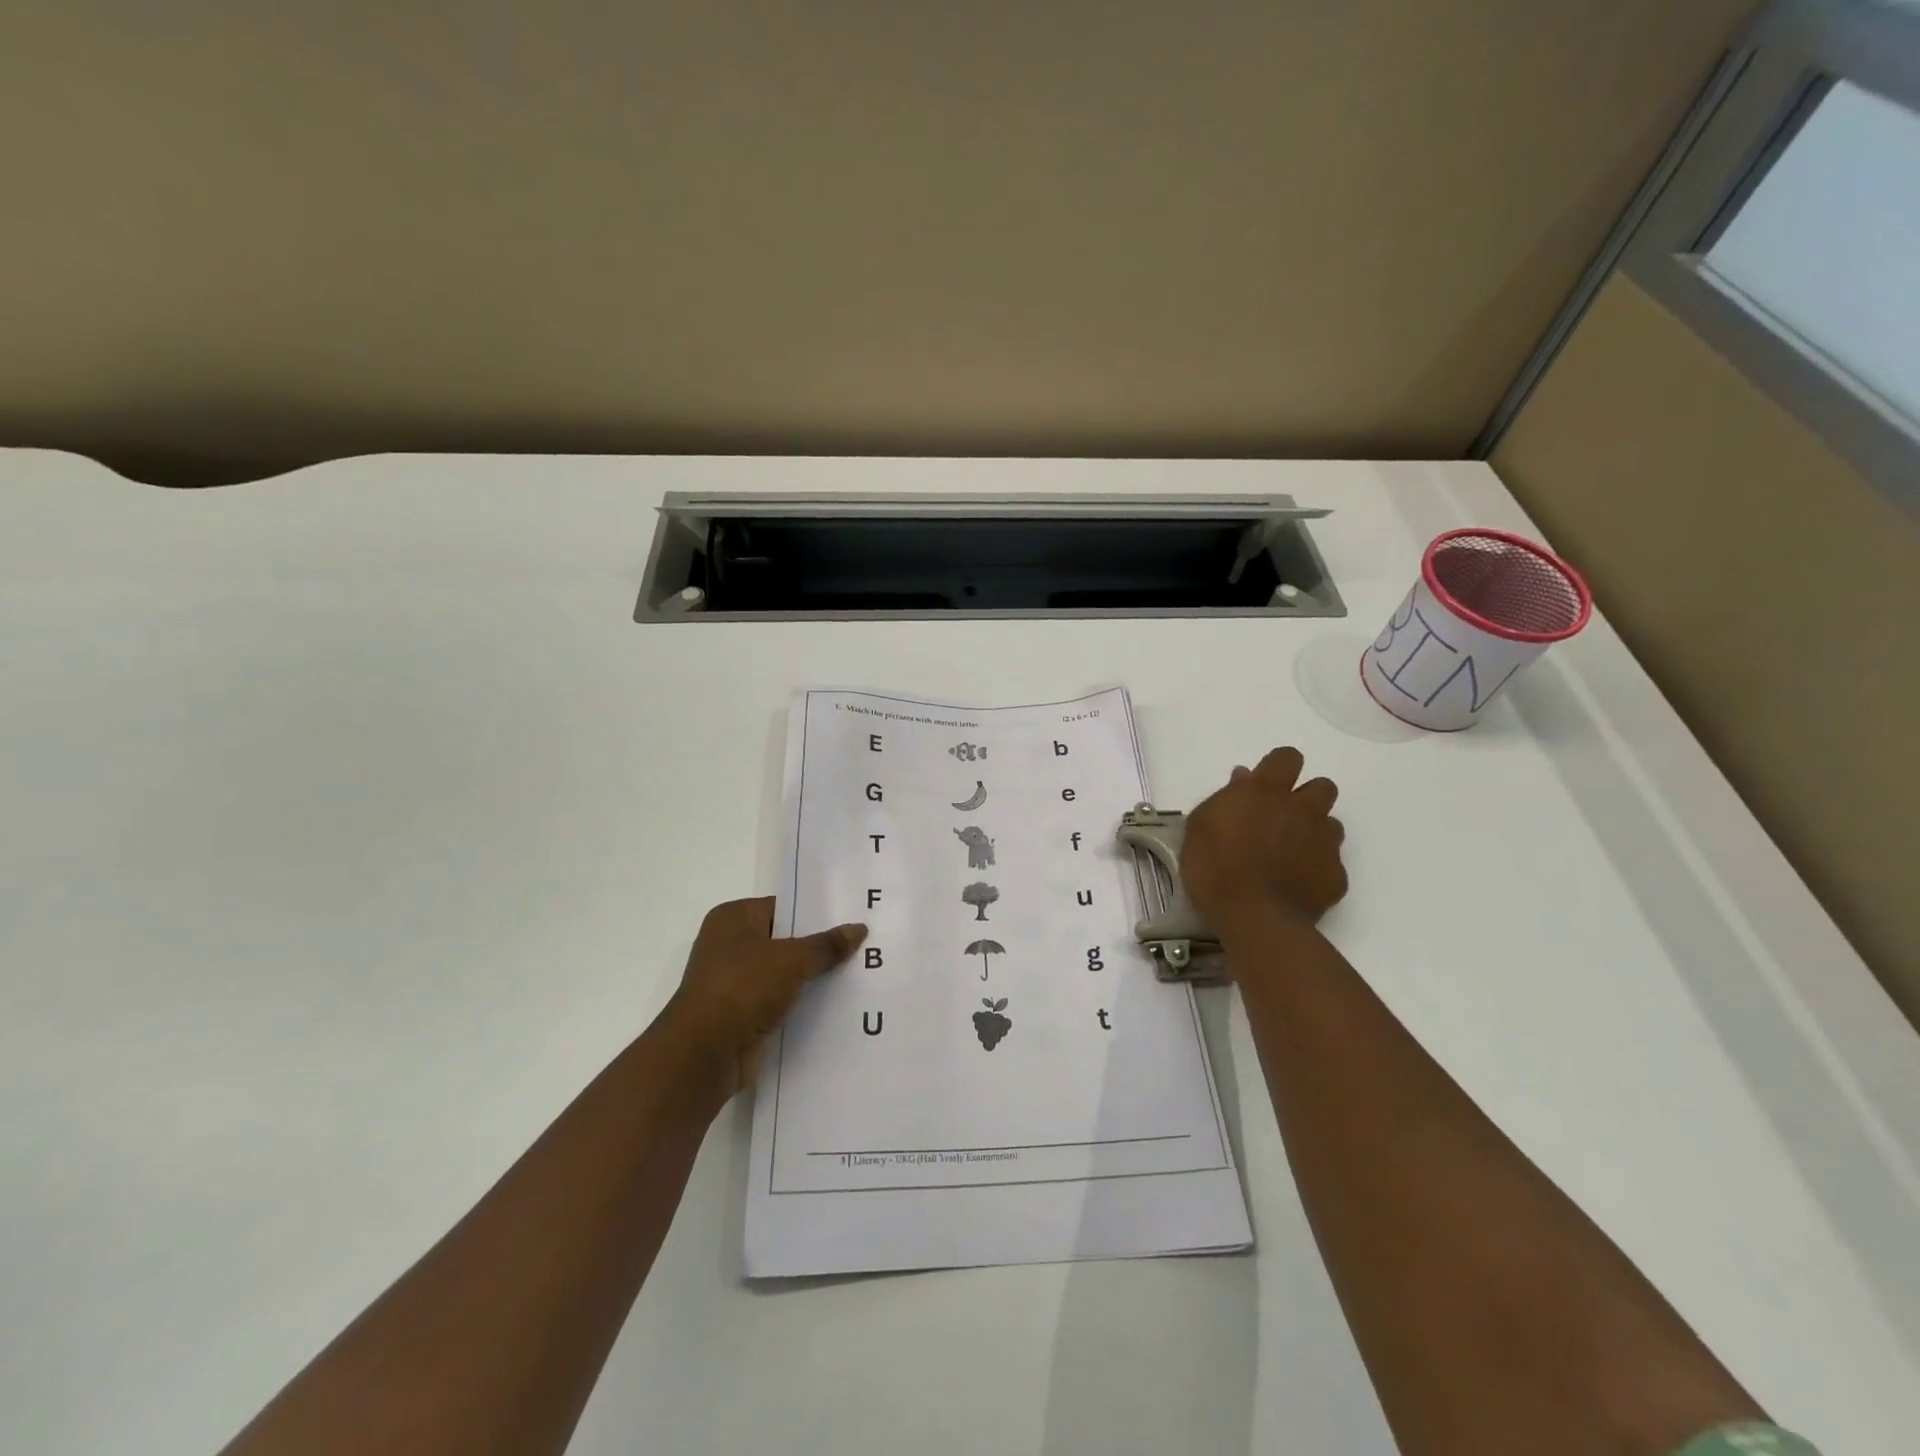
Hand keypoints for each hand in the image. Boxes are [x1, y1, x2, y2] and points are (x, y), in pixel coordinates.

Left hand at [663, 897, 867, 1095]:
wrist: (704, 1054)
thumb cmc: (742, 988)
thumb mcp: (791, 959)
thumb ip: (825, 945)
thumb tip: (859, 929)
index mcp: (733, 918)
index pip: (783, 907)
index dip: (816, 912)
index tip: (851, 916)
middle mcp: (730, 945)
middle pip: (785, 940)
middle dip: (819, 946)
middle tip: (862, 944)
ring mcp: (735, 982)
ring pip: (785, 973)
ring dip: (812, 977)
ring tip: (858, 972)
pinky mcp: (742, 1014)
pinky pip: (780, 1001)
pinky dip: (802, 1003)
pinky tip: (837, 1003)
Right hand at [1182, 747, 1347, 936]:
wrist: (1253, 917)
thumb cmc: (1215, 866)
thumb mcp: (1200, 826)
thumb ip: (1225, 797)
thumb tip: (1243, 777)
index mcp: (1267, 792)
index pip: (1287, 757)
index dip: (1279, 768)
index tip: (1264, 785)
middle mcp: (1303, 809)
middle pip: (1322, 787)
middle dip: (1306, 798)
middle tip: (1281, 819)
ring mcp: (1324, 842)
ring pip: (1332, 824)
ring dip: (1314, 833)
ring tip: (1289, 855)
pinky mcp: (1336, 876)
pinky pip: (1332, 864)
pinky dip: (1316, 870)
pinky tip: (1295, 885)